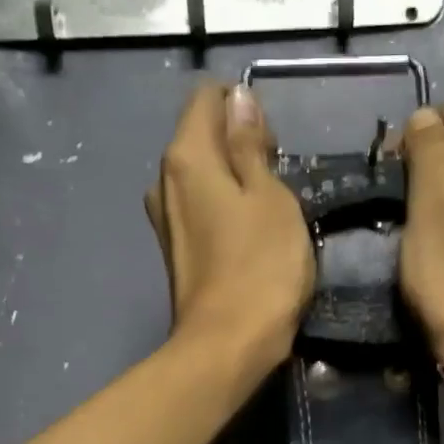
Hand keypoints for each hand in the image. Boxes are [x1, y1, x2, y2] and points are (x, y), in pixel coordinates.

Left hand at [145, 82, 313, 369]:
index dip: (244, 109)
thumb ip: (250, 145)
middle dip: (240, 144)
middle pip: (202, 137)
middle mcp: (164, 180)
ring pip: (203, 175)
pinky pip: (201, 208)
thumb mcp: (270, 196)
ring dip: (235, 179)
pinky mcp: (176, 249)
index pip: (207, 99)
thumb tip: (237, 98)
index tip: (273, 146)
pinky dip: (225, 208)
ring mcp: (166, 218)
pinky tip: (250, 236)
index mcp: (185, 157)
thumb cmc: (261, 266)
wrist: (228, 344)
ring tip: (269, 211)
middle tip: (279, 181)